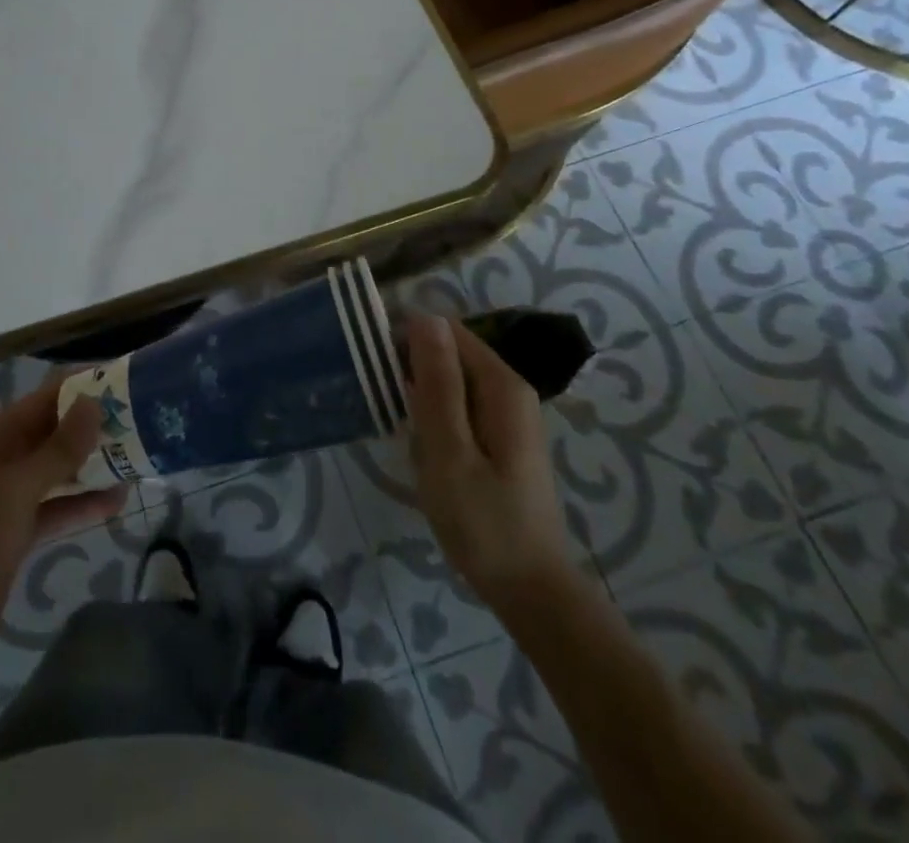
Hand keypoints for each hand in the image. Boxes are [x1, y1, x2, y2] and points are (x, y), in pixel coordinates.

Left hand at [0, 382, 125, 678]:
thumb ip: (59, 448)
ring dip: (92, 466)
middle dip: (92, 428)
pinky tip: (118, 502)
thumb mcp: (17, 488)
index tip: (122, 383)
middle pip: (53, 434)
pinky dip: (82, 503)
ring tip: (137, 459)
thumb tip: (94, 403)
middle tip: (139, 422)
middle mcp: (1, 460)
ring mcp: (8, 497)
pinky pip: (56, 506)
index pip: (43, 400)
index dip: (80, 389)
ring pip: (58, 471)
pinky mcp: (17, 530)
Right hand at [404, 312, 576, 610]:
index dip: (408, 340)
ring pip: (450, 383)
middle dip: (414, 375)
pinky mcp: (501, 437)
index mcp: (501, 384)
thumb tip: (426, 317)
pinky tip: (426, 454)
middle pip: (450, 354)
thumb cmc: (484, 522)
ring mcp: (508, 414)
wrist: (530, 592)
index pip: (446, 330)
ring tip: (408, 440)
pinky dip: (435, 422)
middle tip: (395, 418)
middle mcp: (510, 389)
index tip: (377, 371)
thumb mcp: (449, 450)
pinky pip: (458, 408)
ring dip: (422, 402)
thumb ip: (438, 382)